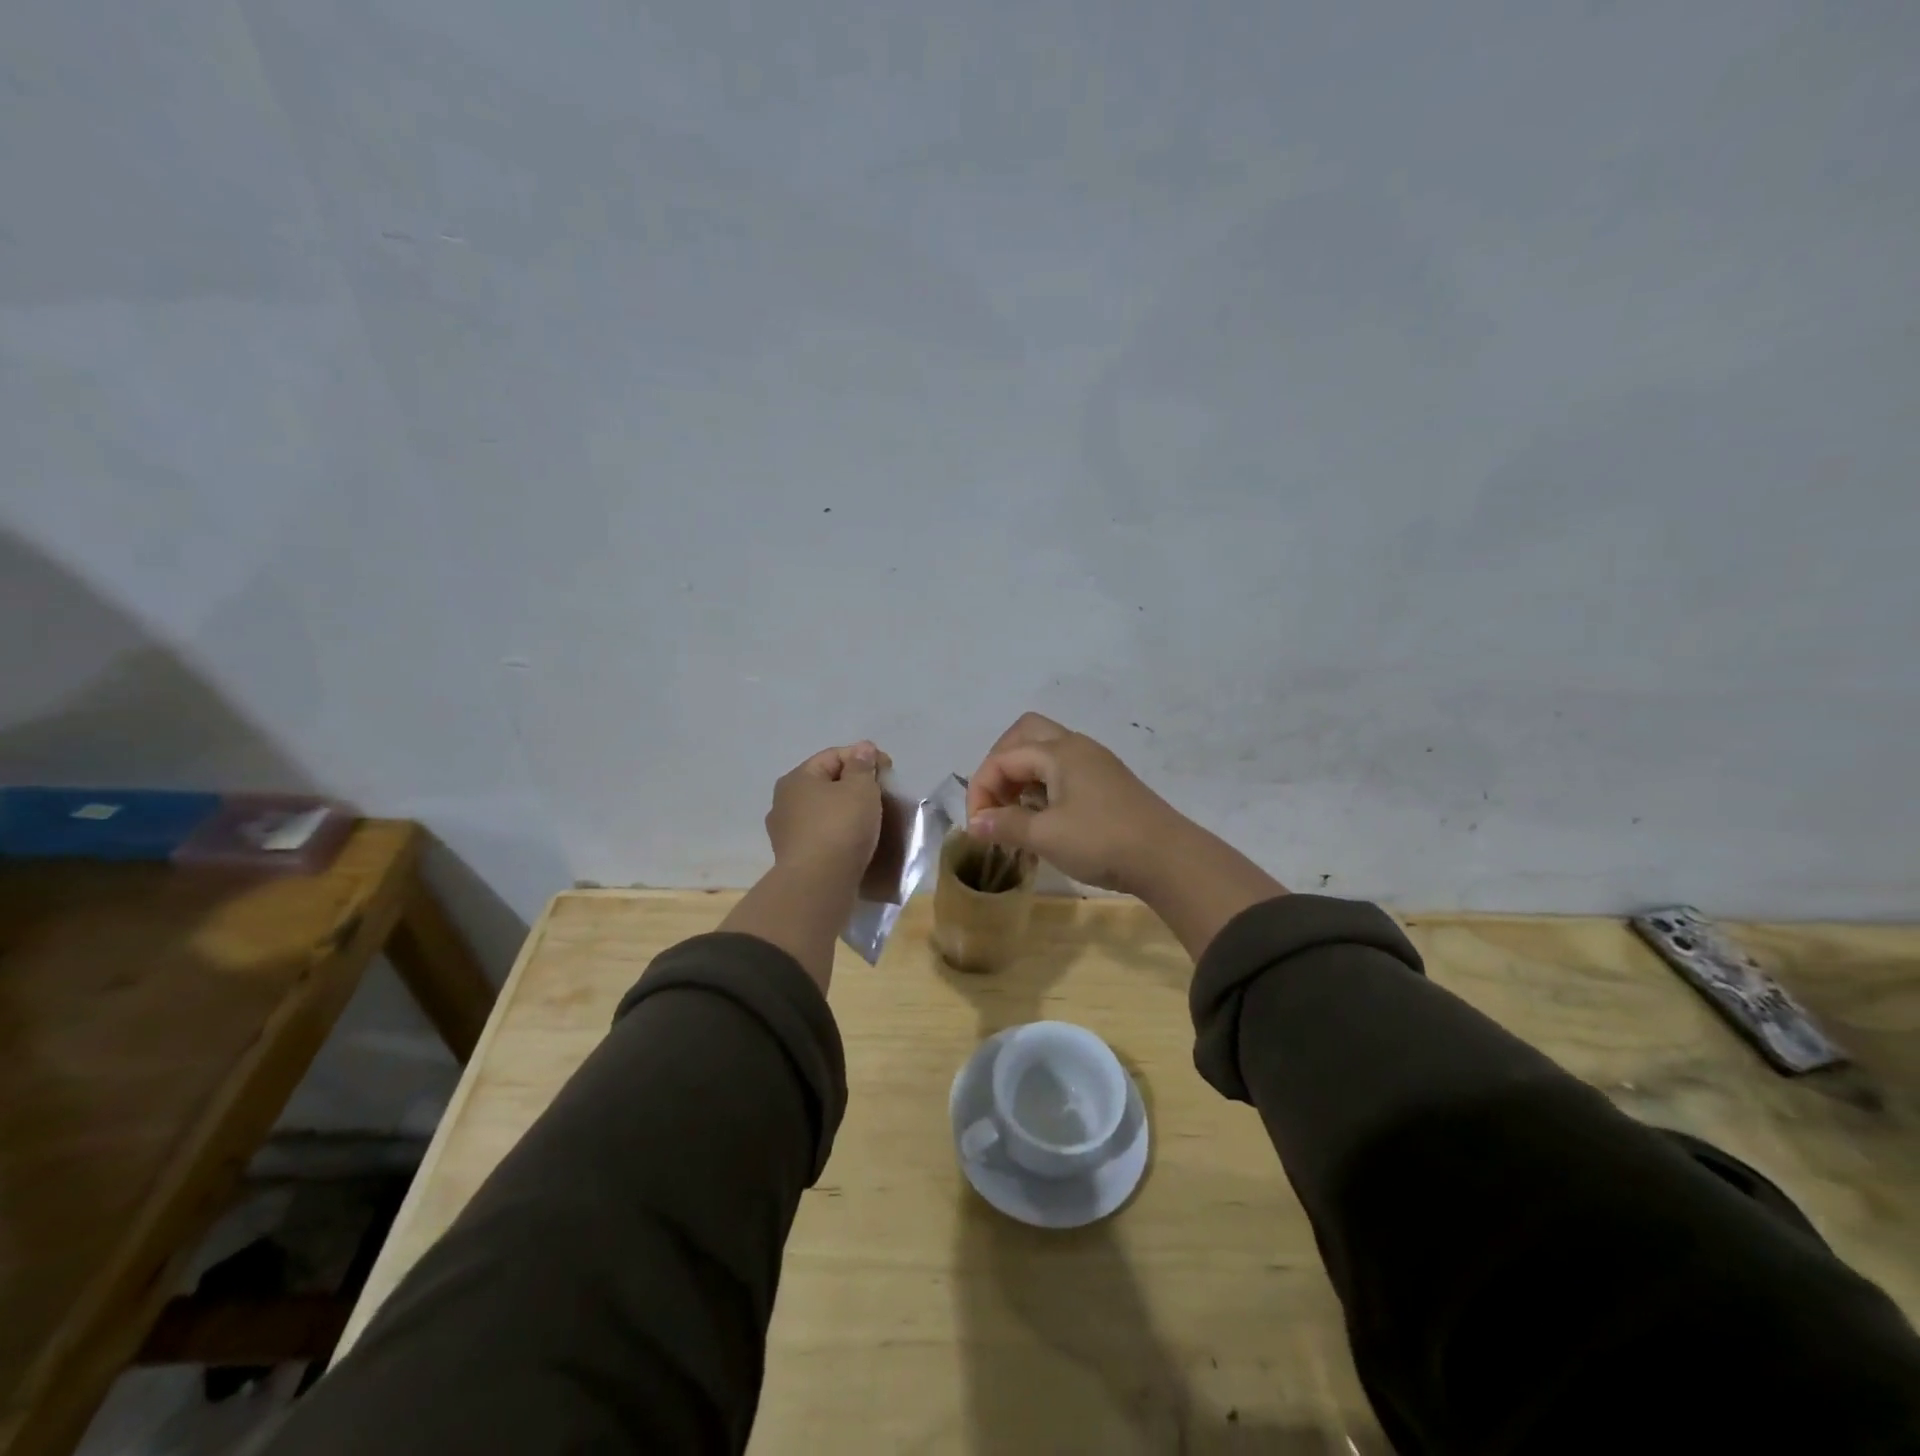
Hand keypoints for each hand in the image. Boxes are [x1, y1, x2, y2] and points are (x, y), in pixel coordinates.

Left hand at [765, 740, 891, 886]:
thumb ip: (863, 765)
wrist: (819, 884)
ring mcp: (785, 831)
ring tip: (870, 820)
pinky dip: (837, 832)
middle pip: (825, 782)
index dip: (863, 757)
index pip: (833, 755)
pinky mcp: (793, 857)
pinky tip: (853, 841)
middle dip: (853, 784)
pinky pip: (820, 834)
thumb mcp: (861, 789)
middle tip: (881, 794)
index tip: (888, 770)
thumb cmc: (841, 827)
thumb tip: (862, 748)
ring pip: (822, 810)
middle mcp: (783, 801)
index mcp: (796, 778)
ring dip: (844, 810)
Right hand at [965, 714, 1186, 892]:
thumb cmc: (1102, 841)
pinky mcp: (1108, 782)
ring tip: (1014, 811)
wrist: (1168, 858)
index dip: (981, 789)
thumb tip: (975, 824)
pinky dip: (1043, 784)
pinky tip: (1042, 816)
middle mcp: (1076, 746)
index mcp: (1059, 752)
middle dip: (1000, 764)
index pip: (1003, 758)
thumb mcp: (1046, 836)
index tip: (977, 825)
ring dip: (1022, 774)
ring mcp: (1095, 762)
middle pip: (1025, 735)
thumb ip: (1006, 825)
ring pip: (1045, 751)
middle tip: (994, 800)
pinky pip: (1063, 769)